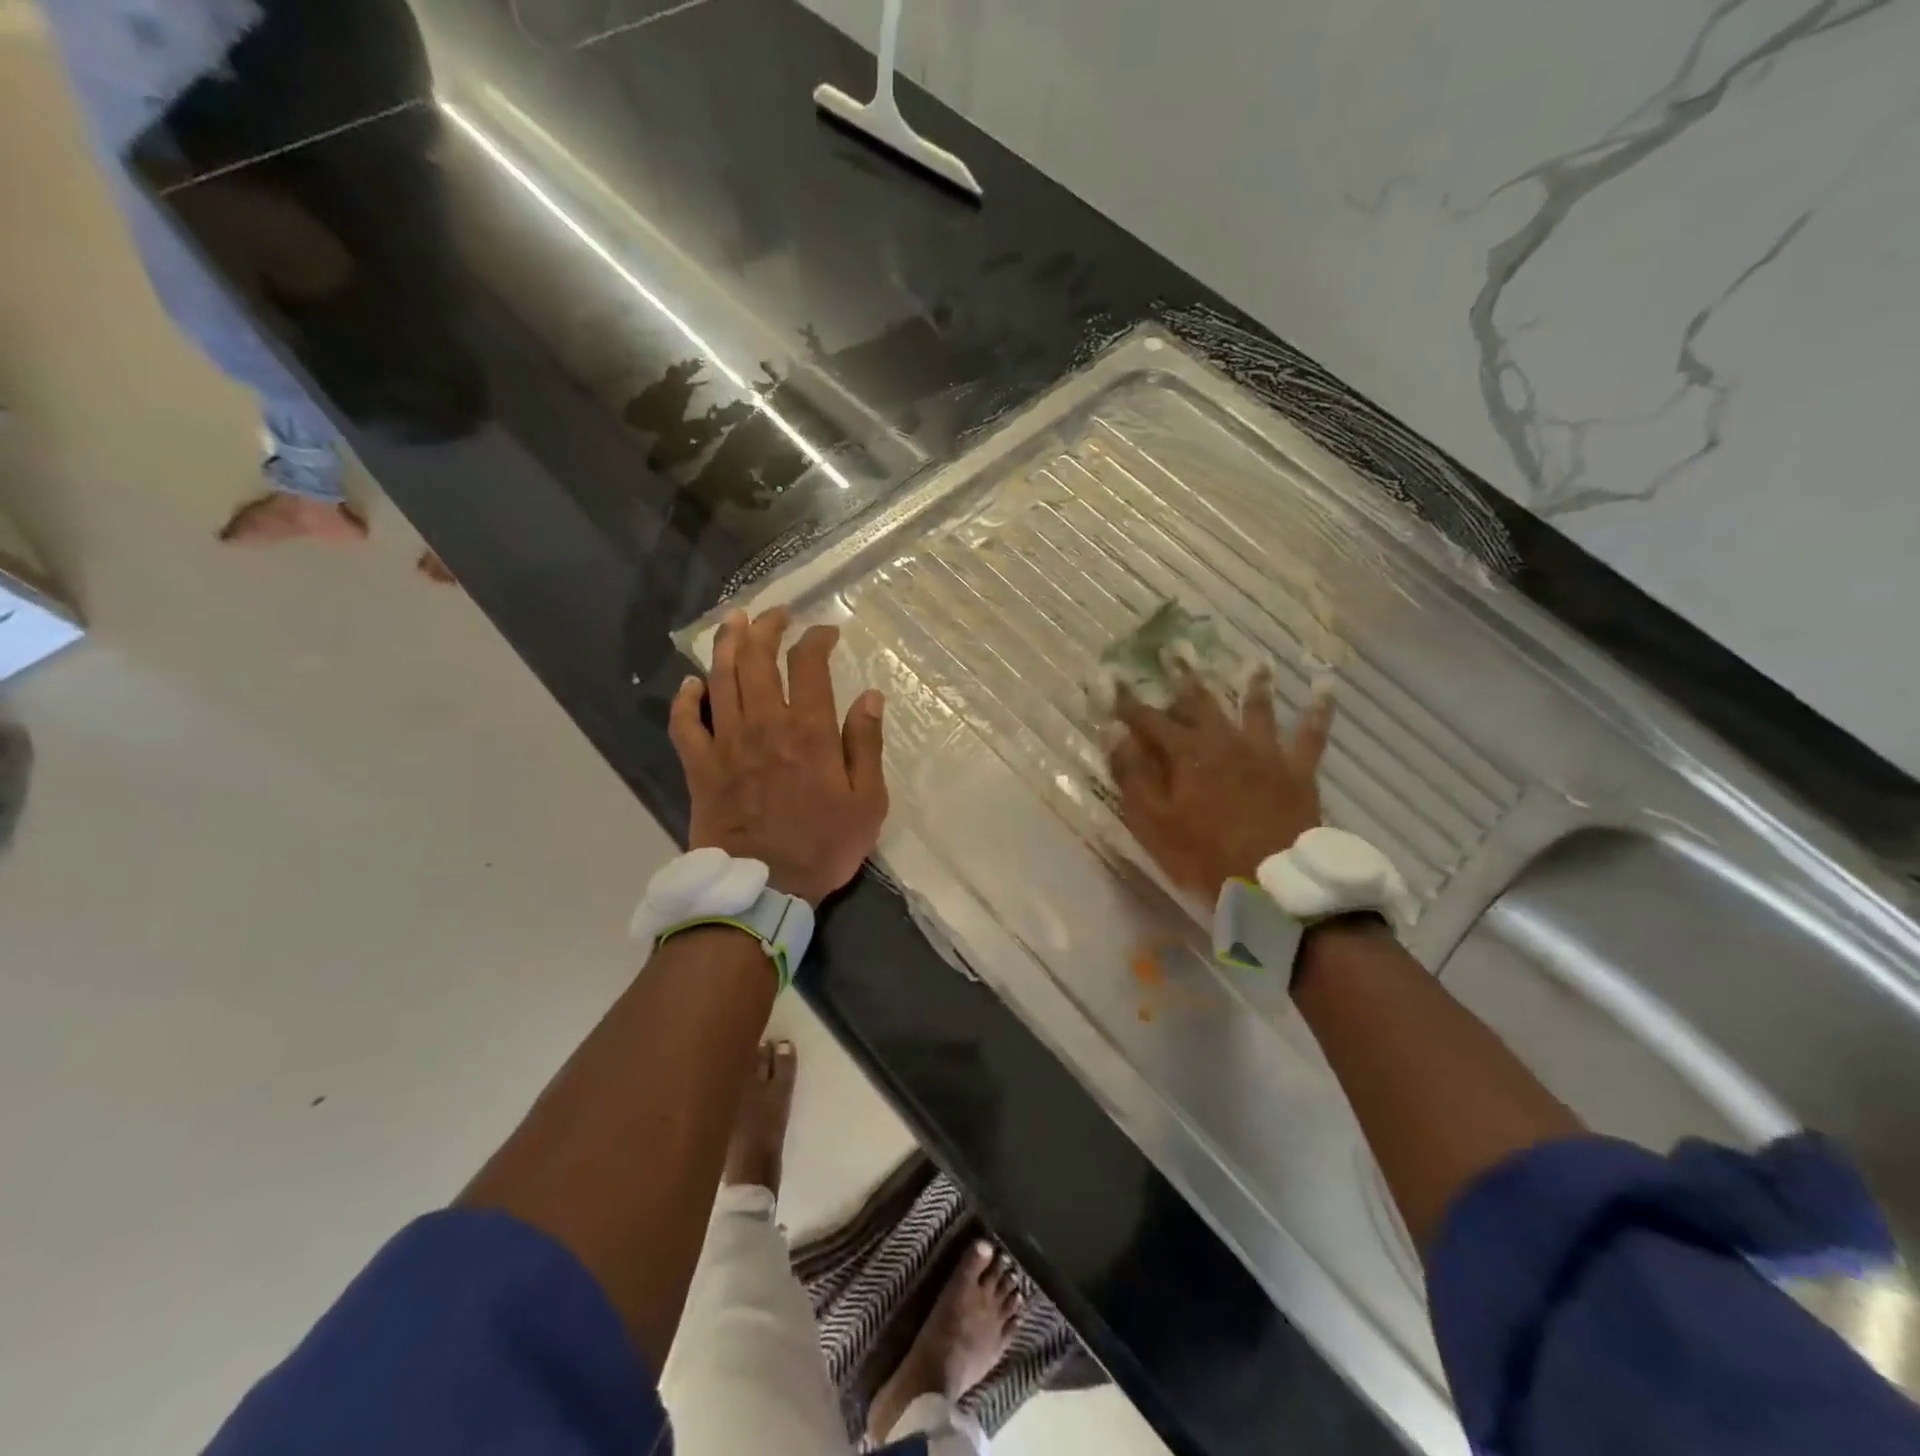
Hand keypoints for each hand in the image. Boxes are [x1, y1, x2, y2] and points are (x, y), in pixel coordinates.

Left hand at [669, 608, 887, 906]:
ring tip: (733, 622)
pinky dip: (686, 699)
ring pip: (721, 679)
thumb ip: (866, 745)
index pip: (809, 665)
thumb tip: (871, 697)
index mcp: (809, 731)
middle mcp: (764, 725)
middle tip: (776, 613)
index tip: (826, 632)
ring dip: (726, 645)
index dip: (816, 640)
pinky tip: (691, 684)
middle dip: (767, 628)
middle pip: (758, 660)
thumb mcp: (867, 802)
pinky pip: (685, 723)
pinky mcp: (699, 766)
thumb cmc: (822, 846)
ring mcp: (726, 743)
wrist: (762, 888)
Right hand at [1108, 668, 1332, 900]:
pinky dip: (1318, 711)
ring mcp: (1265, 751)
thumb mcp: (1154, 821)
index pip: (1148, 720)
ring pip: (1257, 708)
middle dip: (1185, 676)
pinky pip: (1311, 734)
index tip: (1111, 678)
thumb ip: (1133, 774)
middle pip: (1201, 702)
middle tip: (1176, 650)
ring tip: (1256, 660)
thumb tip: (1113, 733)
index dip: (1127, 701)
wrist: (1273, 881)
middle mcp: (1225, 740)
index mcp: (1186, 754)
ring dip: (1254, 683)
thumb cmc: (1203, 855)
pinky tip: (1324, 688)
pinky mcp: (1297, 768)